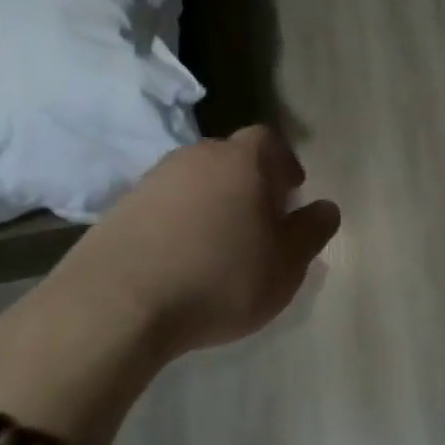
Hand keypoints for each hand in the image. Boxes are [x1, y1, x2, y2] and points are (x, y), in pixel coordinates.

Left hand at [76, 125, 341, 354]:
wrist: (118, 304)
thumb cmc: (221, 278)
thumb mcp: (286, 264)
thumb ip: (312, 231)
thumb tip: (326, 207)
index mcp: (241, 161)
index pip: (268, 141)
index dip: (283, 163)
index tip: (291, 192)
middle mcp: (195, 157)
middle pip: (230, 158)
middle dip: (248, 183)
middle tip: (259, 221)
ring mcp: (152, 180)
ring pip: (194, 181)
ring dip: (211, 203)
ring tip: (218, 245)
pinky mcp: (119, 209)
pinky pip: (163, 206)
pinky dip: (178, 223)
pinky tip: (180, 258)